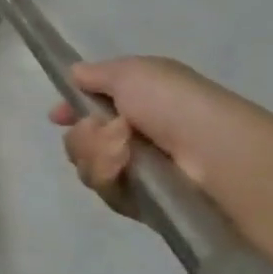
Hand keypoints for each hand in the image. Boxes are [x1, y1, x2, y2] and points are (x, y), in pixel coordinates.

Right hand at [49, 56, 272, 219]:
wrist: (215, 154)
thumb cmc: (175, 104)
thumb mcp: (132, 72)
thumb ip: (97, 73)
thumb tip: (75, 74)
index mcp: (138, 102)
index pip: (90, 107)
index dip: (70, 110)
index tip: (57, 116)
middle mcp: (135, 136)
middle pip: (80, 138)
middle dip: (83, 135)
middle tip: (102, 131)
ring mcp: (136, 170)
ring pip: (86, 163)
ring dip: (96, 153)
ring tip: (123, 150)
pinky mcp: (139, 201)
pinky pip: (103, 189)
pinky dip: (109, 175)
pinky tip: (126, 169)